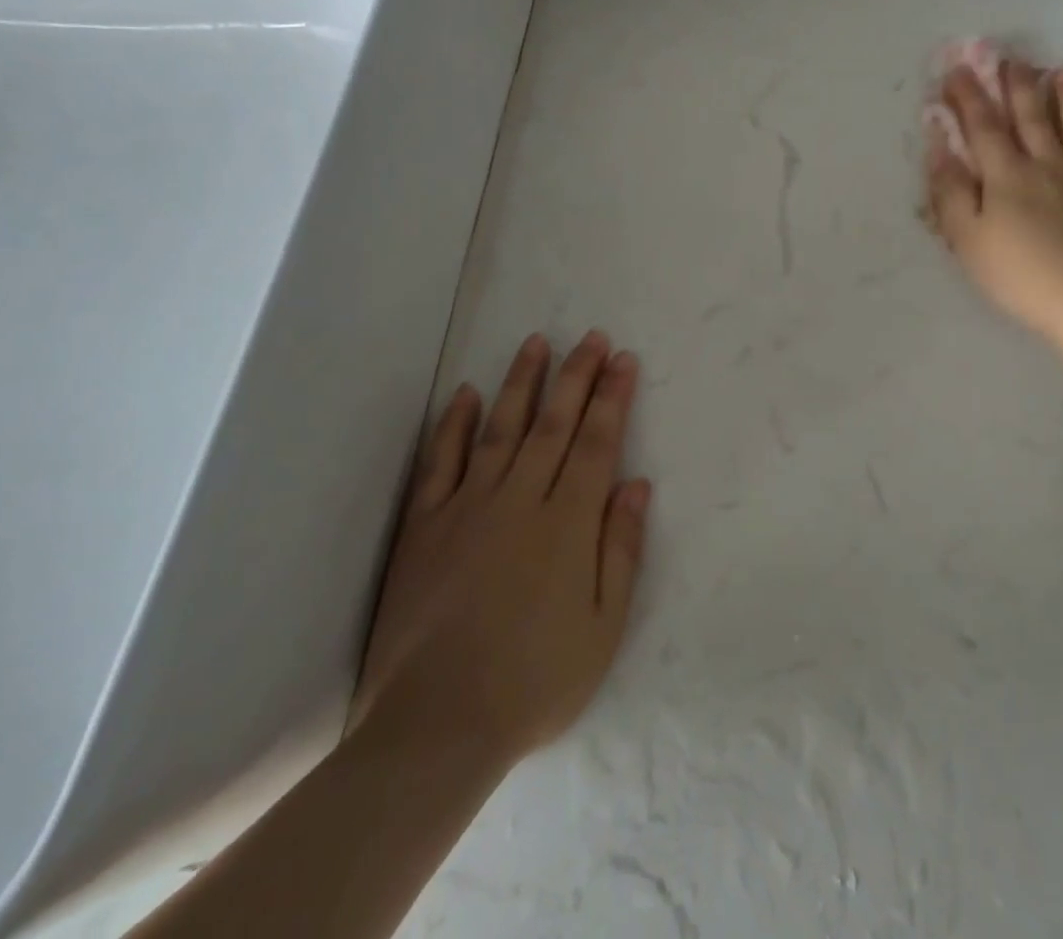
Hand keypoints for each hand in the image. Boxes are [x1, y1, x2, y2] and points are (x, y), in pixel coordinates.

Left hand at [350, 332, 651, 769]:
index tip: (623, 359)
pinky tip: (463, 393)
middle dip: (577, 375)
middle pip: (554, 423)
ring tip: (536, 342)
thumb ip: (621, 548)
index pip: (596, 442)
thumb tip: (636, 483)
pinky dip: (452, 424)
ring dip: (521, 382)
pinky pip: (440, 461)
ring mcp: (468, 507)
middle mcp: (520, 499)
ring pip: (500, 428)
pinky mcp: (425, 526)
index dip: (612, 397)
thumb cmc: (536, 680)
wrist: (437, 726)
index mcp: (568, 523)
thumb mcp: (604, 626)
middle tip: (591, 336)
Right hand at [923, 59, 1062, 345]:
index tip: (957, 70)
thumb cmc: (1020, 276)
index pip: (983, 126)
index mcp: (1008, 175)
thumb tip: (939, 147)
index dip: (968, 96)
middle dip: (1019, 86)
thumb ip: (950, 191)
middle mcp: (1050, 165)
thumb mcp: (968, 240)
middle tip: (1014, 59)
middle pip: (1033, 117)